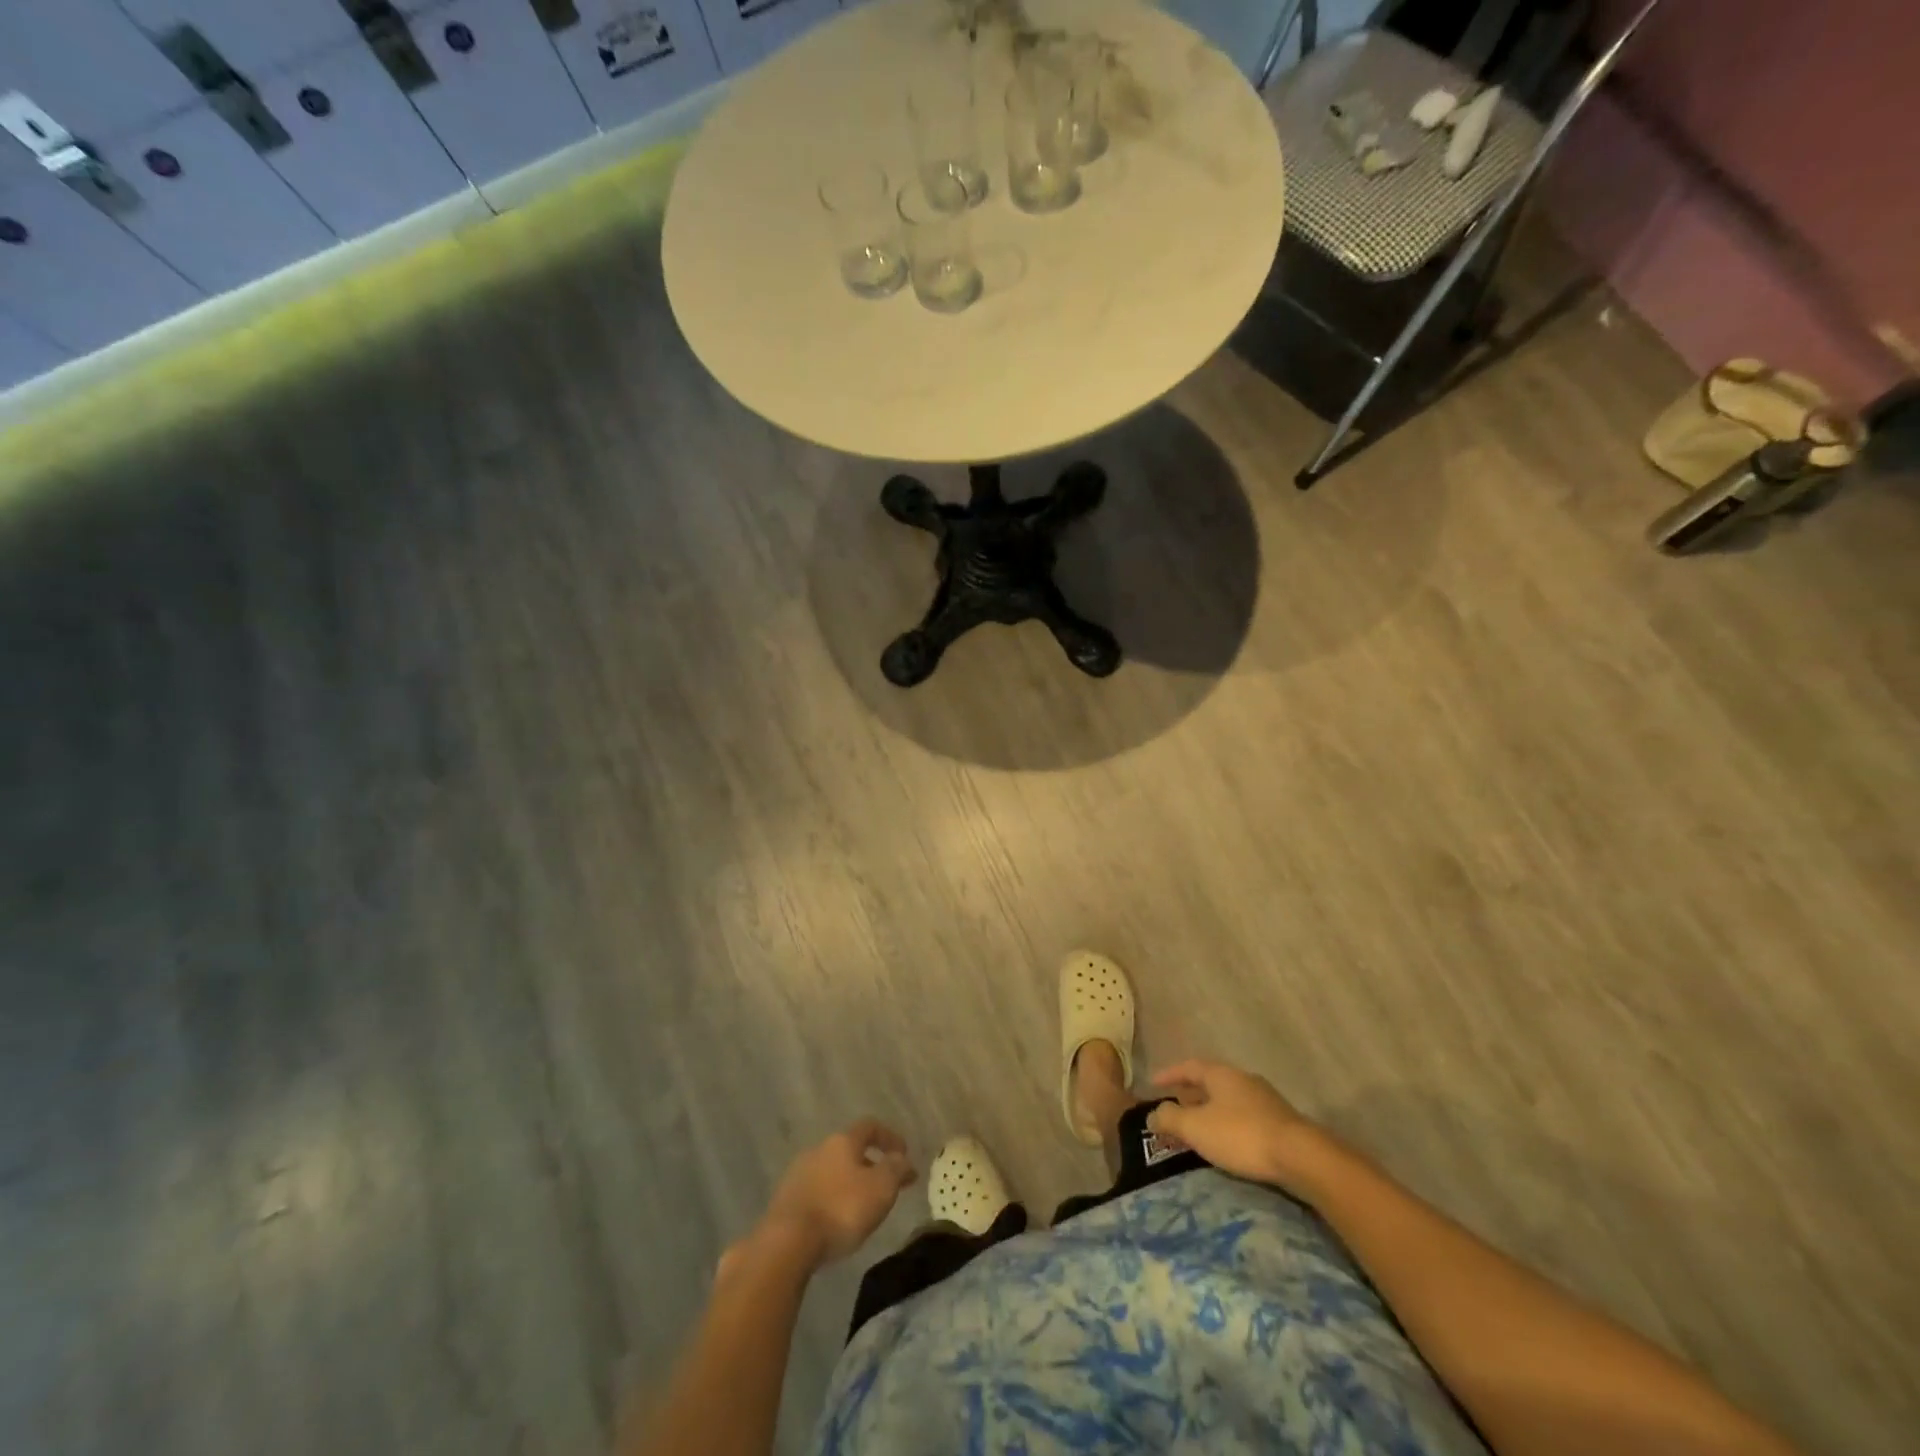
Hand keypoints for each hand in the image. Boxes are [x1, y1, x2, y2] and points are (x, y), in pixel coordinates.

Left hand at [759, 1120, 915, 1268]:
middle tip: (885, 1186)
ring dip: (848, 1183)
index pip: (870, 1126)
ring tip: (861, 1207)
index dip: (889, 1137)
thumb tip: (902, 1158)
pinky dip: (830, 1199)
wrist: (787, 1242)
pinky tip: (835, 1221)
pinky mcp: (784, 1199)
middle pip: (849, 1149)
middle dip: (869, 1164)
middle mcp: (818, 1149)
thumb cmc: (841, 1209)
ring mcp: (797, 1173)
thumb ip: (896, 1169)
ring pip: (831, 1171)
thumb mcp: (881, 1189)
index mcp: (842, 1141)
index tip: (904, 1154)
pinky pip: (815, 1192)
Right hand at [1148, 1060, 1331, 1195]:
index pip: (1188, 1067)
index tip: (1153, 1084)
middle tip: (1174, 1108)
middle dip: (1190, 1094)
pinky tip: (1226, 1142)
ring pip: (1228, 1100)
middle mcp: (1242, 1079)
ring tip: (1198, 1128)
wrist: (1301, 1157)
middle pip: (1210, 1082)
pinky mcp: (1280, 1122)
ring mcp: (1265, 1100)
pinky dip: (1227, 1124)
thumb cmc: (1241, 1135)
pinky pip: (1243, 1116)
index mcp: (1220, 1074)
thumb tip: (1152, 1114)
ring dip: (1209, 1111)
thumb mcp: (1196, 1128)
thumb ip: (1170, 1118)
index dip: (1169, 1074)